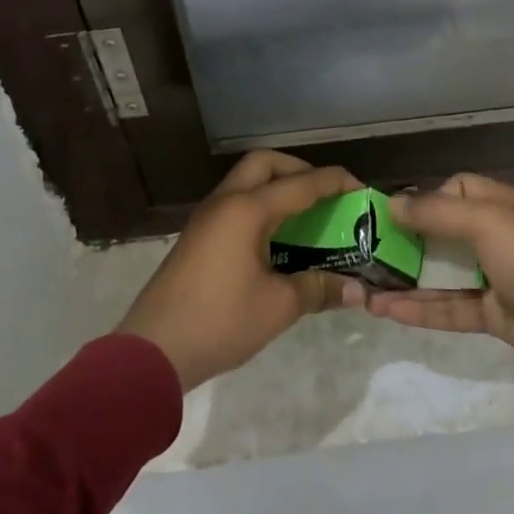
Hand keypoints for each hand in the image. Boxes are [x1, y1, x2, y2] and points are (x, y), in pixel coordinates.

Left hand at [118, 151, 362, 390]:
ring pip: (245, 181)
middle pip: (264, 163)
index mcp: (246, 210)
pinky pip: (235, 204)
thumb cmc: (220, 321)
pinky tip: (277, 239)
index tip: (360, 189)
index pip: (300, 184)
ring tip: (306, 215)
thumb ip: (318, 289)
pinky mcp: (197, 238)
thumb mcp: (278, 307)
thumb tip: (356, 291)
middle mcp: (225, 203)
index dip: (333, 182)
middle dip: (299, 170)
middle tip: (324, 194)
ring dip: (276, 187)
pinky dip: (260, 207)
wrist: (153, 350)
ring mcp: (206, 219)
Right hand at [359, 174, 513, 429]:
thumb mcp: (487, 223)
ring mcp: (497, 277)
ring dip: (407, 279)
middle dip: (407, 240)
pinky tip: (386, 311)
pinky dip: (421, 309)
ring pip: (443, 273)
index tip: (392, 214)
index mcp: (506, 205)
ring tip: (366, 287)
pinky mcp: (494, 314)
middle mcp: (501, 236)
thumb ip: (437, 212)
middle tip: (368, 251)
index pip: (459, 188)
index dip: (427, 198)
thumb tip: (393, 203)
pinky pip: (450, 307)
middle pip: (445, 232)